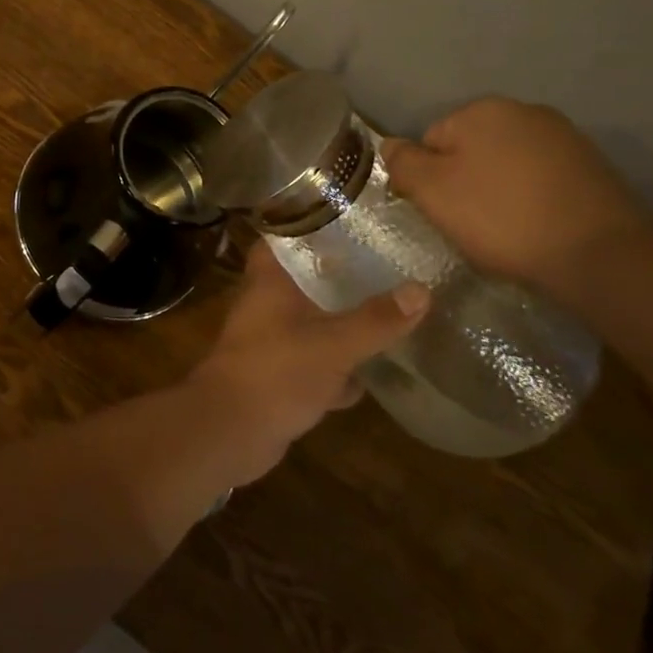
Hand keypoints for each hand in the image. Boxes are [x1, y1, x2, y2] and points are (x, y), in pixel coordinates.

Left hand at [187, 243, 426, 483]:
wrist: (230, 431)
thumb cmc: (276, 372)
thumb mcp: (334, 344)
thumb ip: (375, 320)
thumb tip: (421, 289)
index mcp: (269, 280)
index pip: (283, 236)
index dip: (310, 225)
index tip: (348, 220)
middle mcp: (266, 303)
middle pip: (304, 280)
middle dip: (339, 279)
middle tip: (384, 269)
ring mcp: (270, 341)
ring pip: (311, 323)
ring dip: (341, 326)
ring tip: (387, 316)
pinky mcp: (277, 375)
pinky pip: (313, 362)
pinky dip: (336, 369)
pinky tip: (370, 377)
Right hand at [381, 97, 652, 298]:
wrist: (602, 255)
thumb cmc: (502, 217)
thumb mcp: (432, 191)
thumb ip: (402, 162)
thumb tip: (390, 145)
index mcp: (482, 109)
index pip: (430, 140)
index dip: (428, 178)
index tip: (441, 211)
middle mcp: (524, 111)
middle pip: (470, 149)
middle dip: (464, 181)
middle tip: (471, 223)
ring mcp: (564, 138)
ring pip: (506, 165)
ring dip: (498, 191)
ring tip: (507, 230)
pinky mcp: (593, 168)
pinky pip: (541, 180)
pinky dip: (532, 200)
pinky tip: (538, 227)